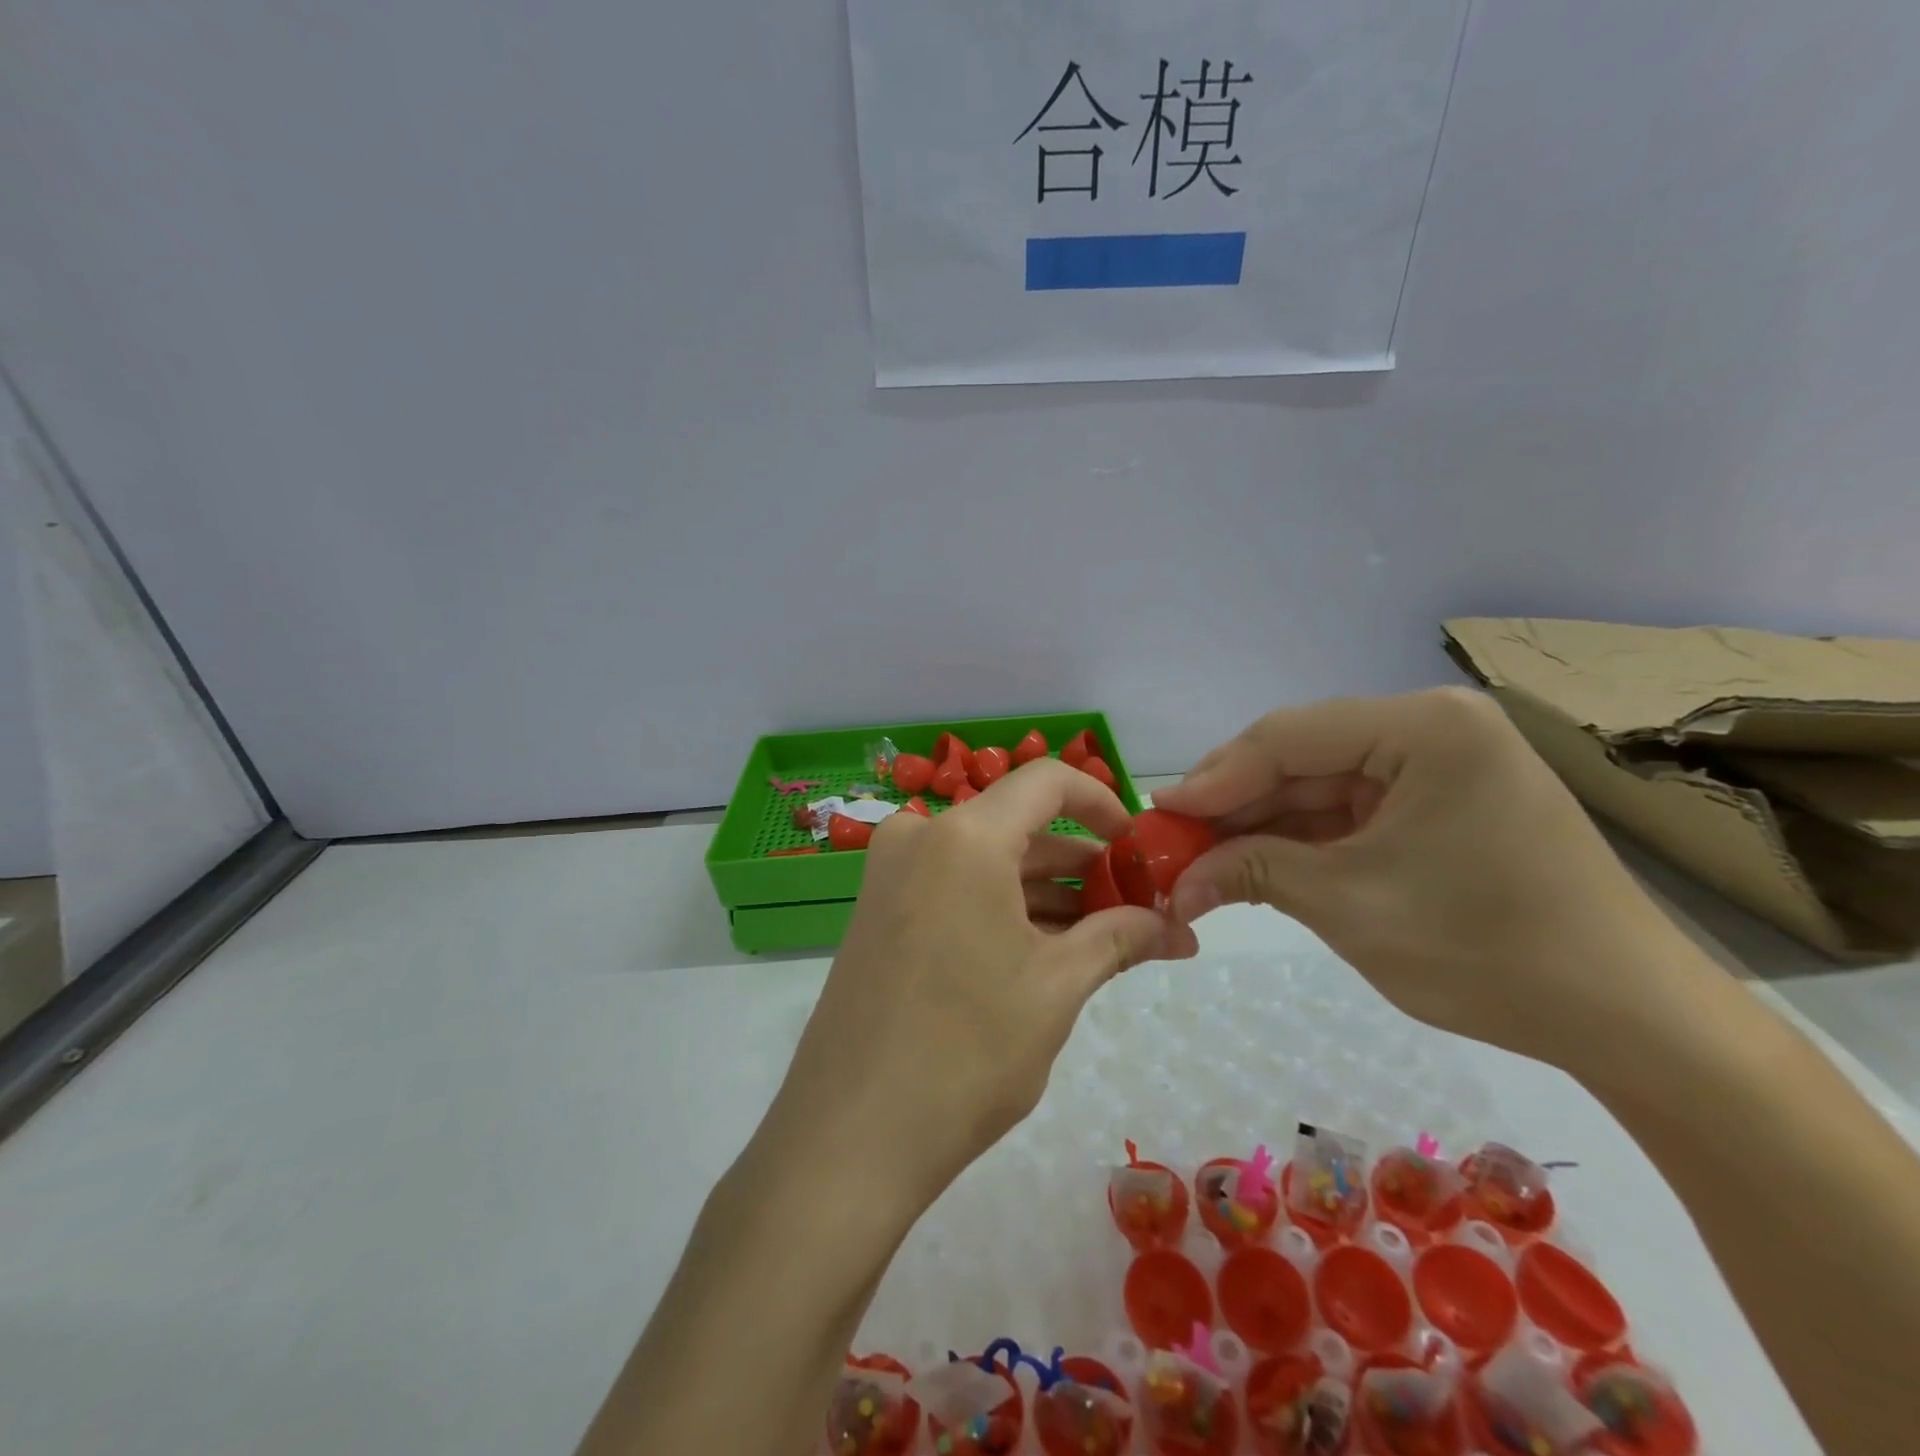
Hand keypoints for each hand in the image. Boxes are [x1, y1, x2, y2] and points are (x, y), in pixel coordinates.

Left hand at [759, 759, 1192, 1215]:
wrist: (848, 1136)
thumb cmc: (965, 1053)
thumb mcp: (1055, 990)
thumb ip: (1120, 939)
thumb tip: (1180, 929)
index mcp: (964, 837)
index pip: (1047, 782)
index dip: (1102, 802)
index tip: (1139, 846)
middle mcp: (919, 837)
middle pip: (1018, 826)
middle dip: (1081, 865)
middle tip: (1137, 908)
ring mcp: (891, 874)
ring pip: (986, 860)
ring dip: (1044, 892)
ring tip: (1103, 938)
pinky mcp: (878, 910)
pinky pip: (954, 886)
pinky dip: (1001, 907)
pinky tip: (1043, 951)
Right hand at [1154, 689, 1700, 1073]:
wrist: (1630, 1020)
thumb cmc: (1487, 950)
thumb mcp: (1348, 905)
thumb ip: (1252, 871)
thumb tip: (1176, 880)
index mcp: (1424, 727)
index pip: (1286, 737)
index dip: (1213, 778)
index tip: (1157, 816)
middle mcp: (1432, 727)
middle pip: (1300, 757)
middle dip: (1234, 805)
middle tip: (1173, 844)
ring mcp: (1440, 764)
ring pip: (1319, 785)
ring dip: (1262, 825)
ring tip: (1203, 860)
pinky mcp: (1442, 802)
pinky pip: (1351, 810)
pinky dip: (1303, 839)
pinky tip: (1256, 863)